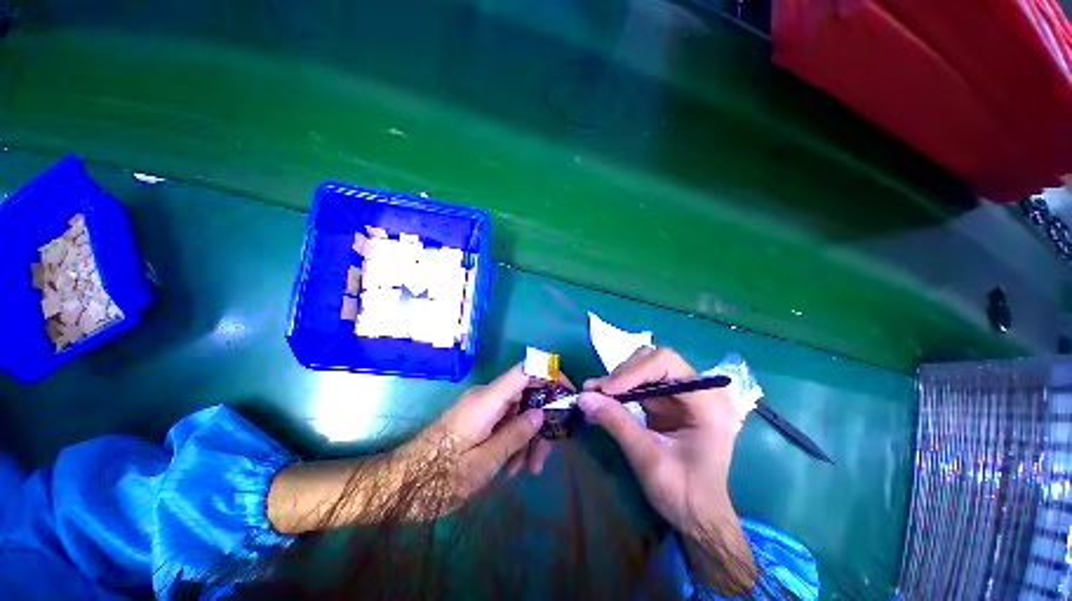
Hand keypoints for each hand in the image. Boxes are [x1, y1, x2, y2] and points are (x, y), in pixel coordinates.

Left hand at [269, 366, 546, 532]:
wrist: (397, 483)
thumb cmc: (439, 477)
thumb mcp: (484, 463)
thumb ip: (515, 435)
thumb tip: (541, 414)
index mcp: (488, 400)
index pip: (526, 369)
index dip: (550, 374)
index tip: (567, 393)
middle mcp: (486, 396)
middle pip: (525, 395)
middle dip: (540, 422)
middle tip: (544, 458)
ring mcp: (480, 407)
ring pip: (516, 410)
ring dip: (526, 436)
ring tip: (526, 471)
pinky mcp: (475, 418)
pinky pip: (503, 420)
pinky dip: (512, 438)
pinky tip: (510, 465)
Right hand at [580, 348, 755, 590]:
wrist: (698, 516)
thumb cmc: (684, 494)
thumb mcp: (649, 460)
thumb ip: (617, 424)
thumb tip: (583, 397)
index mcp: (708, 403)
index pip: (667, 364)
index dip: (634, 371)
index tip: (606, 390)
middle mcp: (698, 390)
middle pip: (655, 360)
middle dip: (624, 373)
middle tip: (598, 391)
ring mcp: (683, 393)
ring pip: (645, 366)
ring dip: (619, 378)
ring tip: (597, 394)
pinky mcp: (669, 400)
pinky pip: (640, 382)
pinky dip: (620, 387)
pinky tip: (604, 398)